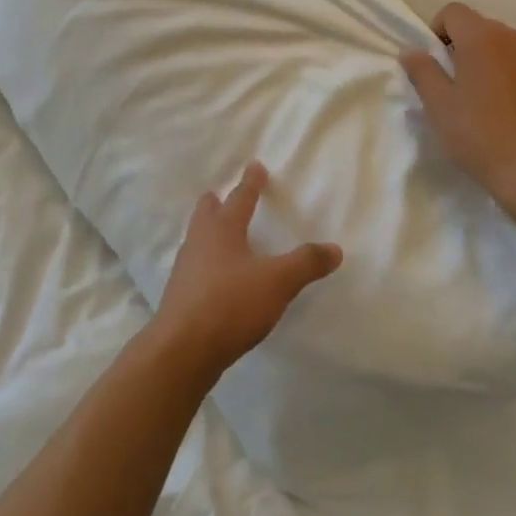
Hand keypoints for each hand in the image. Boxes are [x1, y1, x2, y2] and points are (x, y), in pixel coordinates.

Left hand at [151, 162, 342, 381]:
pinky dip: (205, 262)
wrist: (182, 349)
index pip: (240, 198)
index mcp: (222, 229)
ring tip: (218, 234)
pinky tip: (213, 277)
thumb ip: (306, 263)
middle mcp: (199, 242)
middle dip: (216, 202)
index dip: (251, 182)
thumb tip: (335, 249)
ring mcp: (185, 269)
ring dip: (207, 232)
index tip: (255, 165)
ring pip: (197, 239)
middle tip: (220, 195)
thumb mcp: (278, 282)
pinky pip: (194, 268)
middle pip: (206, 213)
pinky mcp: (180, 296)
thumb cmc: (230, 304)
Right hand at [401, 2, 515, 217]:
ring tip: (489, 102)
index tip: (436, 64)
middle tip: (458, 87)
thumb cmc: (481, 137)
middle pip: (482, 28)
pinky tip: (515, 113)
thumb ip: (422, 71)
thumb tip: (412, 51)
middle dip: (466, 48)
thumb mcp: (439, 106)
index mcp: (483, 38)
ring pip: (508, 47)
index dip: (438, 31)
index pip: (453, 12)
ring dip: (494, 62)